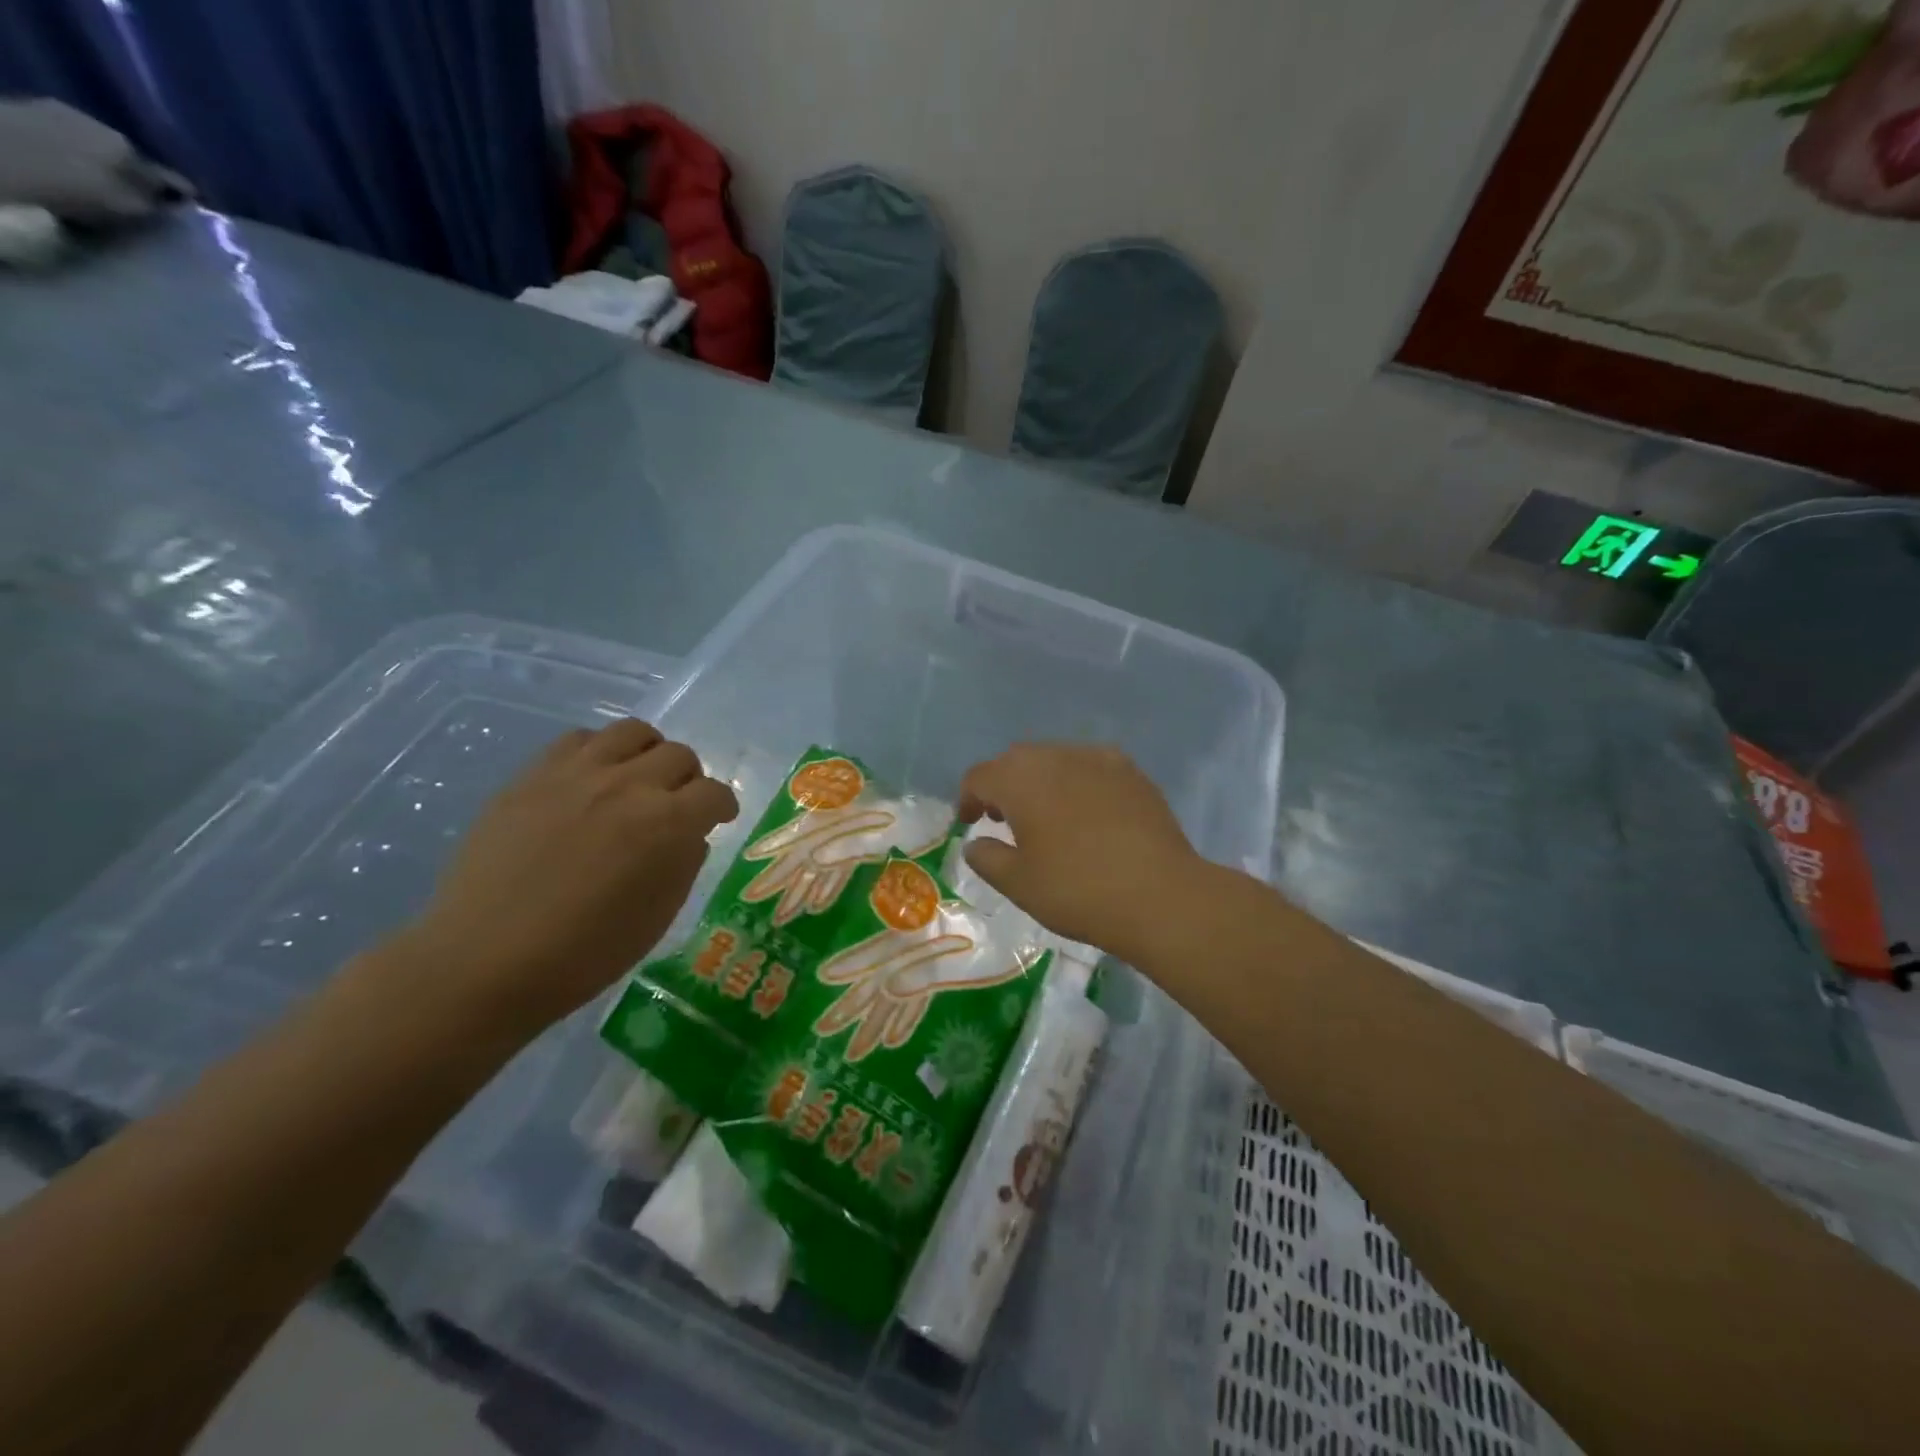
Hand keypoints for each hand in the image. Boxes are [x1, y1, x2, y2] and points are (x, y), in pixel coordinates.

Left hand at [408, 720, 738, 1033]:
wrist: (483, 960)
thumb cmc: (584, 953)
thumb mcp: (658, 916)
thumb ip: (684, 863)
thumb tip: (689, 835)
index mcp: (667, 823)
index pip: (714, 793)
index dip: (722, 806)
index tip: (718, 819)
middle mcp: (628, 785)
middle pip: (679, 755)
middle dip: (689, 779)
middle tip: (678, 804)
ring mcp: (577, 774)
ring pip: (633, 732)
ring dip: (648, 753)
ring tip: (638, 779)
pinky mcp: (533, 775)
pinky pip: (579, 739)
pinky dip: (598, 752)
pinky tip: (591, 780)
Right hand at [957, 744, 1206, 961]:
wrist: (1160, 895)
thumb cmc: (1077, 890)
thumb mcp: (1018, 884)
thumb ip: (987, 857)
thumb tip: (976, 843)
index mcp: (1021, 778)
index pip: (980, 776)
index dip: (968, 799)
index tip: (969, 824)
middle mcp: (1057, 755)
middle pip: (1017, 761)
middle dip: (1004, 786)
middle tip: (1003, 820)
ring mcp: (1099, 759)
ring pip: (1056, 760)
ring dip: (1041, 782)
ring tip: (1047, 817)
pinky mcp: (1132, 772)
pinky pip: (1091, 768)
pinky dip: (1078, 784)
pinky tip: (1088, 815)